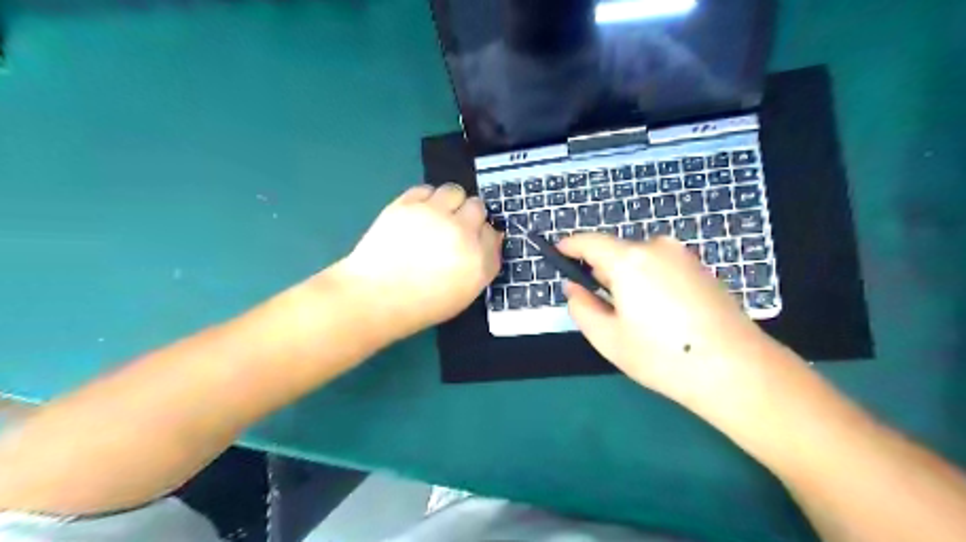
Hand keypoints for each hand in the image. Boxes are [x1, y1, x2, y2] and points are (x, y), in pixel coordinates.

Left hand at [334, 183, 496, 340]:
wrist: (374, 298)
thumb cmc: (420, 306)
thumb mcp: (463, 294)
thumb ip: (480, 265)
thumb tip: (486, 239)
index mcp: (479, 261)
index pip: (493, 234)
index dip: (482, 236)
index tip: (472, 241)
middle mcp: (462, 233)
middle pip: (478, 208)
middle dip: (469, 216)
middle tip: (454, 228)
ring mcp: (435, 215)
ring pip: (455, 192)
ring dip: (450, 202)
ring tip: (437, 216)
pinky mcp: (408, 204)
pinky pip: (426, 190)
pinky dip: (426, 199)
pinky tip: (417, 215)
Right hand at [560, 236, 769, 408]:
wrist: (735, 369)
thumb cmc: (662, 356)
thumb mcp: (608, 338)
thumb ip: (581, 307)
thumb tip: (574, 288)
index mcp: (629, 260)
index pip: (589, 242)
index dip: (570, 247)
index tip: (558, 253)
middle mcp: (657, 247)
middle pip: (617, 252)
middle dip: (603, 272)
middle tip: (602, 307)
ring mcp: (683, 256)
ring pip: (640, 260)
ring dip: (629, 279)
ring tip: (637, 318)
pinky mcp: (702, 268)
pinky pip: (662, 267)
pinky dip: (651, 282)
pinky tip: (663, 316)